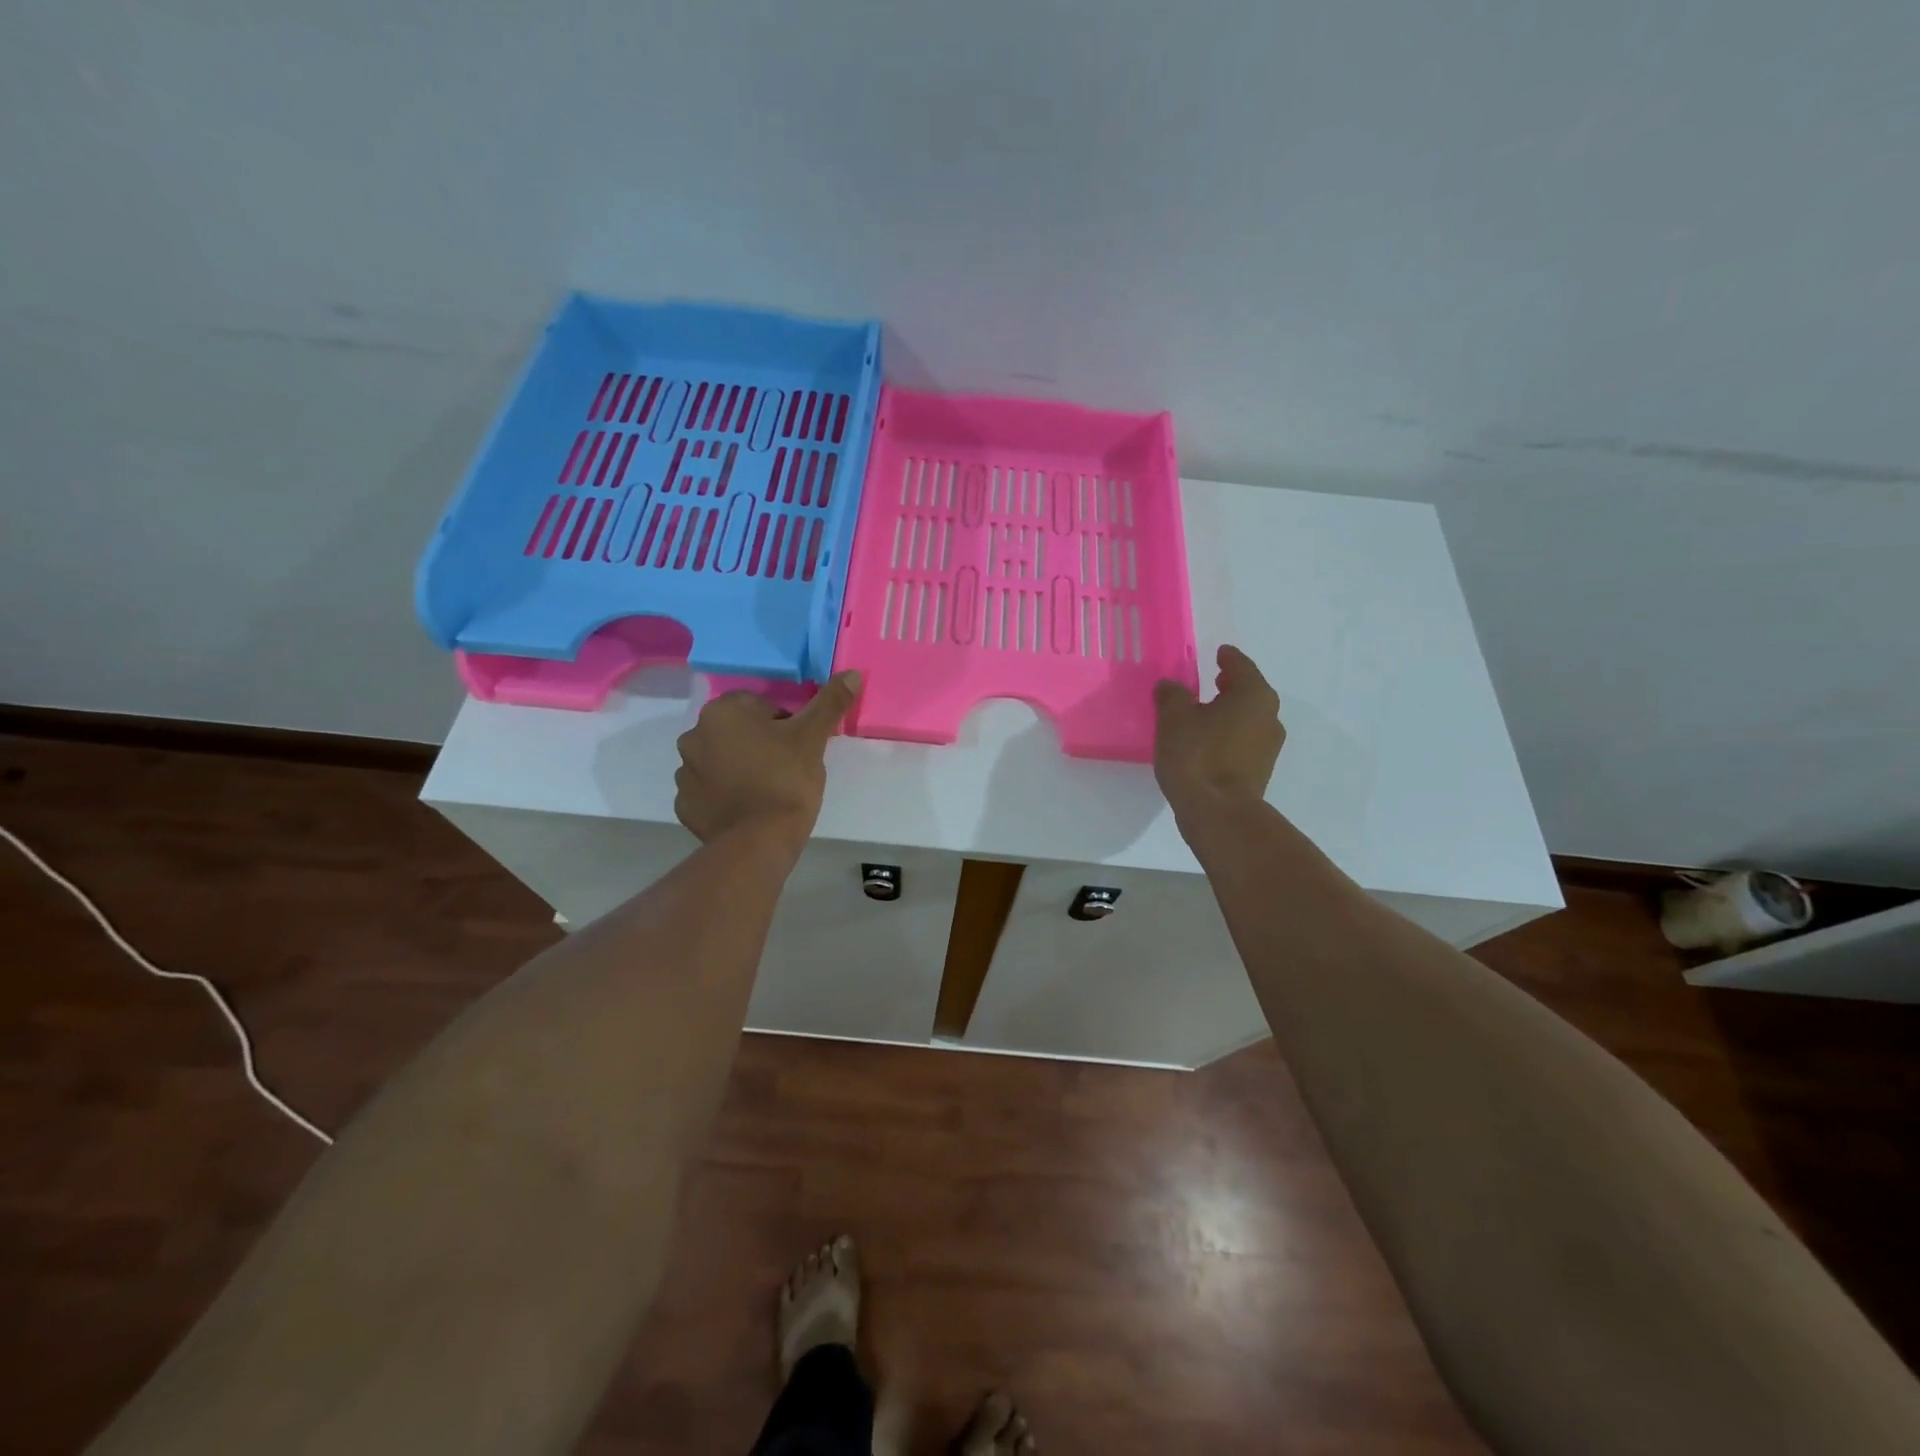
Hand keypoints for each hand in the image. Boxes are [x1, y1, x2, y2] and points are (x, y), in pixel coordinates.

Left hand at [674, 672, 861, 846]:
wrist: (760, 840)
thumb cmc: (786, 779)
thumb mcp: (813, 737)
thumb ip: (829, 702)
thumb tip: (851, 673)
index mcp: (722, 712)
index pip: (759, 706)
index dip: (784, 724)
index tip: (798, 747)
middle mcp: (694, 736)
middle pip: (736, 732)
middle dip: (758, 744)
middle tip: (786, 768)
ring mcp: (684, 774)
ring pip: (720, 761)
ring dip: (739, 768)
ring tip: (766, 791)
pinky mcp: (684, 806)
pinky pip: (708, 792)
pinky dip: (725, 796)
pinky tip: (748, 809)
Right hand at [1153, 645, 1284, 814]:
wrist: (1218, 813)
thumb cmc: (1197, 756)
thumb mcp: (1174, 718)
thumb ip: (1172, 695)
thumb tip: (1171, 686)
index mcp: (1253, 695)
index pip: (1240, 666)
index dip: (1227, 658)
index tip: (1218, 652)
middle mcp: (1269, 717)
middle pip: (1249, 692)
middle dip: (1230, 685)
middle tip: (1211, 679)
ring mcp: (1268, 747)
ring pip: (1247, 718)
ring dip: (1228, 712)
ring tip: (1203, 712)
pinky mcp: (1259, 770)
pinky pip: (1243, 740)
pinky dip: (1228, 734)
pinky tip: (1206, 740)